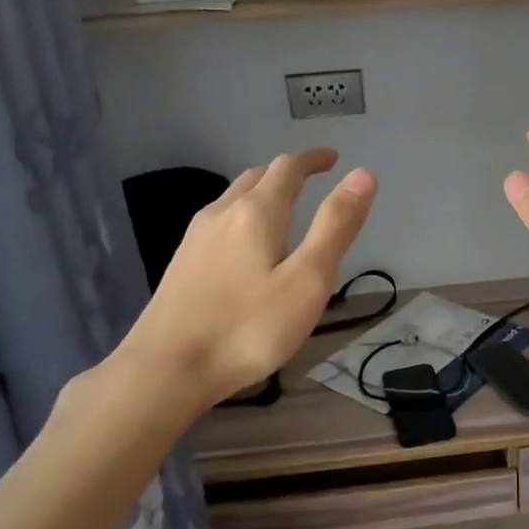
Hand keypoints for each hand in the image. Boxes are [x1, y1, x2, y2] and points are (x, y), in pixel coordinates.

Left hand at [118, 149, 376, 411]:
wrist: (165, 369)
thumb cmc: (248, 328)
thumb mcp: (307, 281)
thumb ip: (335, 227)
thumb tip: (363, 175)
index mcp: (257, 213)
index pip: (288, 168)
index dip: (313, 159)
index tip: (333, 159)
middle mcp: (222, 213)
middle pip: (257, 177)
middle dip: (287, 172)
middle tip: (312, 177)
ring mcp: (195, 238)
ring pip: (233, 198)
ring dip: (262, 191)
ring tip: (283, 204)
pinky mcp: (181, 263)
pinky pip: (219, 221)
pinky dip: (242, 214)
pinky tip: (244, 242)